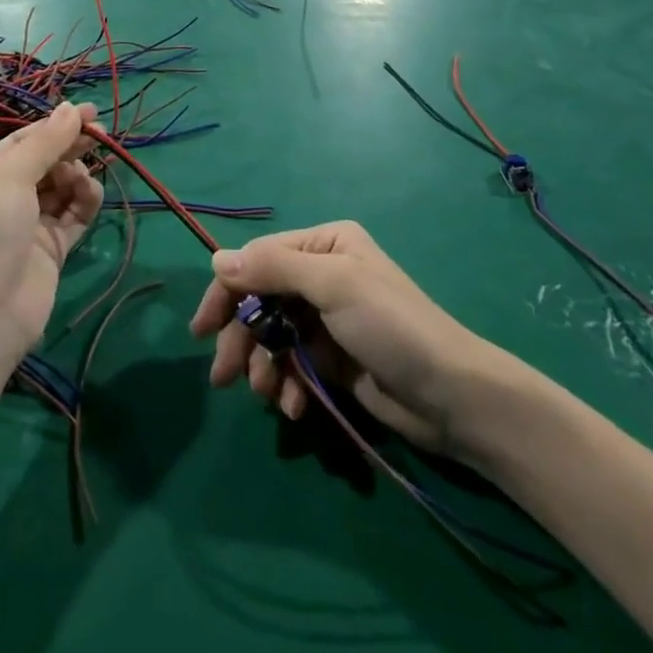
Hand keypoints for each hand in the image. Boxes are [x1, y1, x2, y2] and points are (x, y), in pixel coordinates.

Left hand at [0, 102, 103, 361]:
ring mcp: (25, 224)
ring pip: (60, 187)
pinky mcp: (49, 249)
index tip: (90, 113)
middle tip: (100, 137)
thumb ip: (45, 142)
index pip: (21, 141)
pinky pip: (72, 215)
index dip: (56, 125)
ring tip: (82, 179)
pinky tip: (90, 193)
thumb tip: (70, 108)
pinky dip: (84, 201)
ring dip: (76, 176)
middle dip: (69, 149)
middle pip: (43, 162)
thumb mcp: (9, 176)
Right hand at [189, 221, 488, 454]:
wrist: (450, 396)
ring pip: (272, 338)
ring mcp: (326, 320)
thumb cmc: (391, 326)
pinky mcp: (332, 360)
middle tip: (223, 377)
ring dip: (264, 368)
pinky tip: (295, 407)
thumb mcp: (333, 285)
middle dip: (242, 340)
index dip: (226, 293)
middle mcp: (322, 275)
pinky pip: (292, 366)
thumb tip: (217, 259)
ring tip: (269, 396)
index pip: (258, 261)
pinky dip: (287, 387)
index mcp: (324, 244)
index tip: (202, 330)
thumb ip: (274, 269)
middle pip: (260, 302)